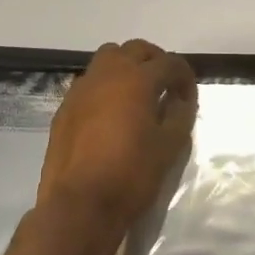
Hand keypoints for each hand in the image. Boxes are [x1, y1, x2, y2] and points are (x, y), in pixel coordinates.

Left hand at [37, 39, 198, 254]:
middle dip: (155, 62)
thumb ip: (181, 114)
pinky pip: (90, 83)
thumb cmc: (132, 175)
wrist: (79, 205)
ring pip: (107, 60)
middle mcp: (106, 74)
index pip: (169, 63)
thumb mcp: (170, 146)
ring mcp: (81, 89)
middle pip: (135, 50)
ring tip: (138, 96)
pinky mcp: (65, 108)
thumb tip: (180, 100)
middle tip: (166, 87)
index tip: (189, 98)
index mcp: (136, 79)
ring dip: (127, 68)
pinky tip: (112, 115)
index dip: (185, 78)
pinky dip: (106, 87)